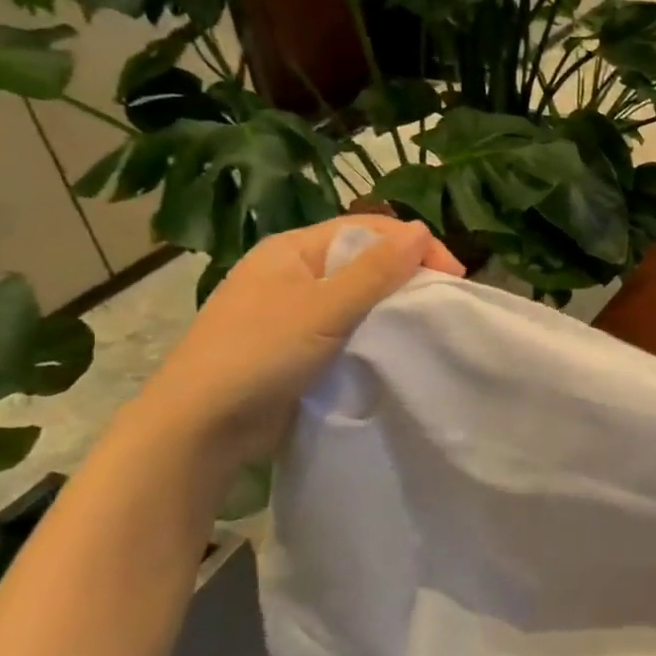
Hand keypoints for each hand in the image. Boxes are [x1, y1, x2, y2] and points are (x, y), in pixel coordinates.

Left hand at [134, 215, 462, 464]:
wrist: (201, 426)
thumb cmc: (259, 354)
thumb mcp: (323, 308)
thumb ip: (374, 271)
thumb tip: (420, 229)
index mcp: (292, 250)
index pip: (367, 230)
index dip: (414, 246)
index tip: (455, 277)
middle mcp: (293, 273)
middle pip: (364, 261)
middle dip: (406, 275)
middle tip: (444, 303)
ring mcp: (293, 312)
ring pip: (357, 297)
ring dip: (391, 306)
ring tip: (426, 325)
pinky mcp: (299, 348)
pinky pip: (347, 329)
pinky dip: (373, 333)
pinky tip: (394, 348)